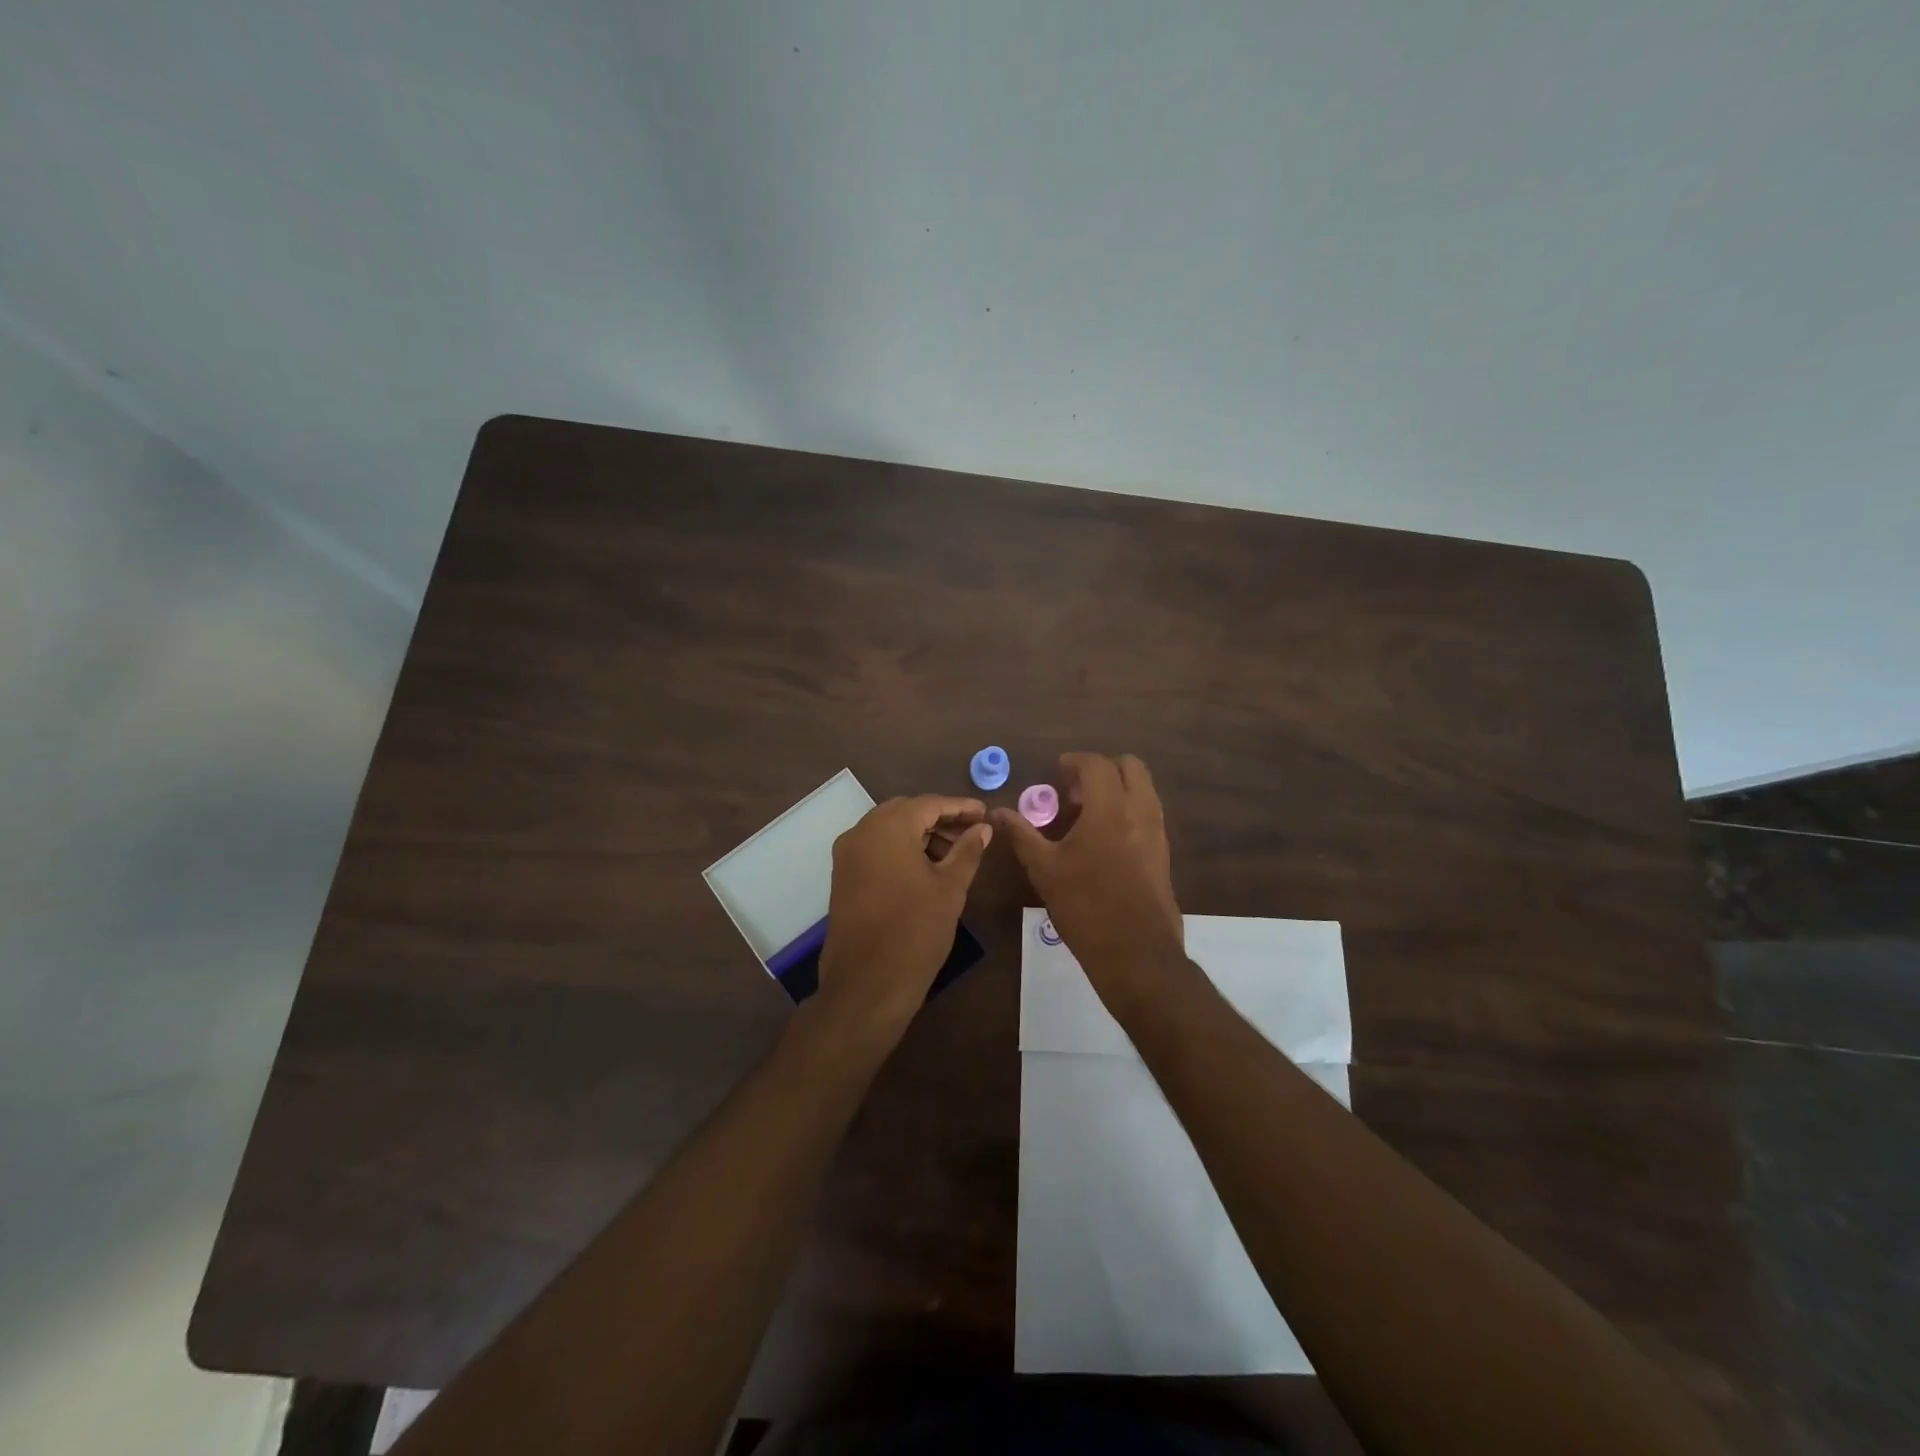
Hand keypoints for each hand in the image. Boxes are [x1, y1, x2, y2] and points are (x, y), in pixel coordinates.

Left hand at [817, 795, 991, 1045]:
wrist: (866, 985)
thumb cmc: (914, 932)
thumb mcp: (950, 888)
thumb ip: (967, 851)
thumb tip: (982, 828)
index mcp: (887, 828)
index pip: (929, 804)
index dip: (960, 807)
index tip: (985, 813)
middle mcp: (861, 832)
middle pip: (906, 812)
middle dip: (940, 818)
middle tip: (972, 832)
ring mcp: (847, 855)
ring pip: (889, 830)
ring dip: (921, 834)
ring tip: (955, 854)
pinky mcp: (843, 877)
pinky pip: (876, 849)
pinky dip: (902, 850)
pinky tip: (927, 868)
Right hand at [992, 753, 1183, 990]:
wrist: (1136, 954)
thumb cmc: (1085, 908)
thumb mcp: (1045, 870)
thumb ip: (1022, 835)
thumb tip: (998, 812)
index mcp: (1109, 810)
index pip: (1096, 765)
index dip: (1074, 762)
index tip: (1057, 773)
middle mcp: (1140, 812)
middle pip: (1130, 767)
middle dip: (1102, 769)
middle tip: (1075, 792)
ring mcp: (1157, 832)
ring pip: (1144, 788)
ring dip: (1118, 788)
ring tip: (1088, 814)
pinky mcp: (1163, 852)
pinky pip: (1149, 812)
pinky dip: (1128, 809)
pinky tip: (1104, 839)